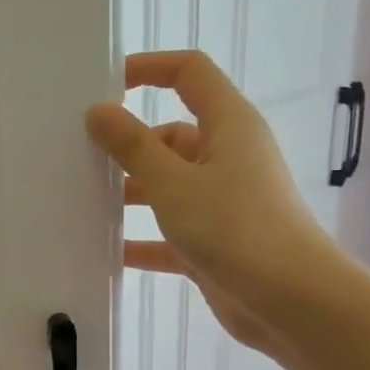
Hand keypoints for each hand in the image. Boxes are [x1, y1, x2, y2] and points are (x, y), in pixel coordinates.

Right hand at [85, 49, 338, 350]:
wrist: (291, 301)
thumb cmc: (235, 227)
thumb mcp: (173, 182)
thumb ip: (133, 146)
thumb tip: (98, 111)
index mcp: (228, 126)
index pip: (189, 74)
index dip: (148, 68)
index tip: (104, 85)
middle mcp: (227, 157)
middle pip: (170, 136)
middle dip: (128, 144)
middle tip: (78, 156)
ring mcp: (222, 201)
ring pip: (167, 185)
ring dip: (130, 192)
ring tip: (82, 202)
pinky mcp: (214, 242)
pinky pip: (168, 232)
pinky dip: (141, 239)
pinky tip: (106, 251)